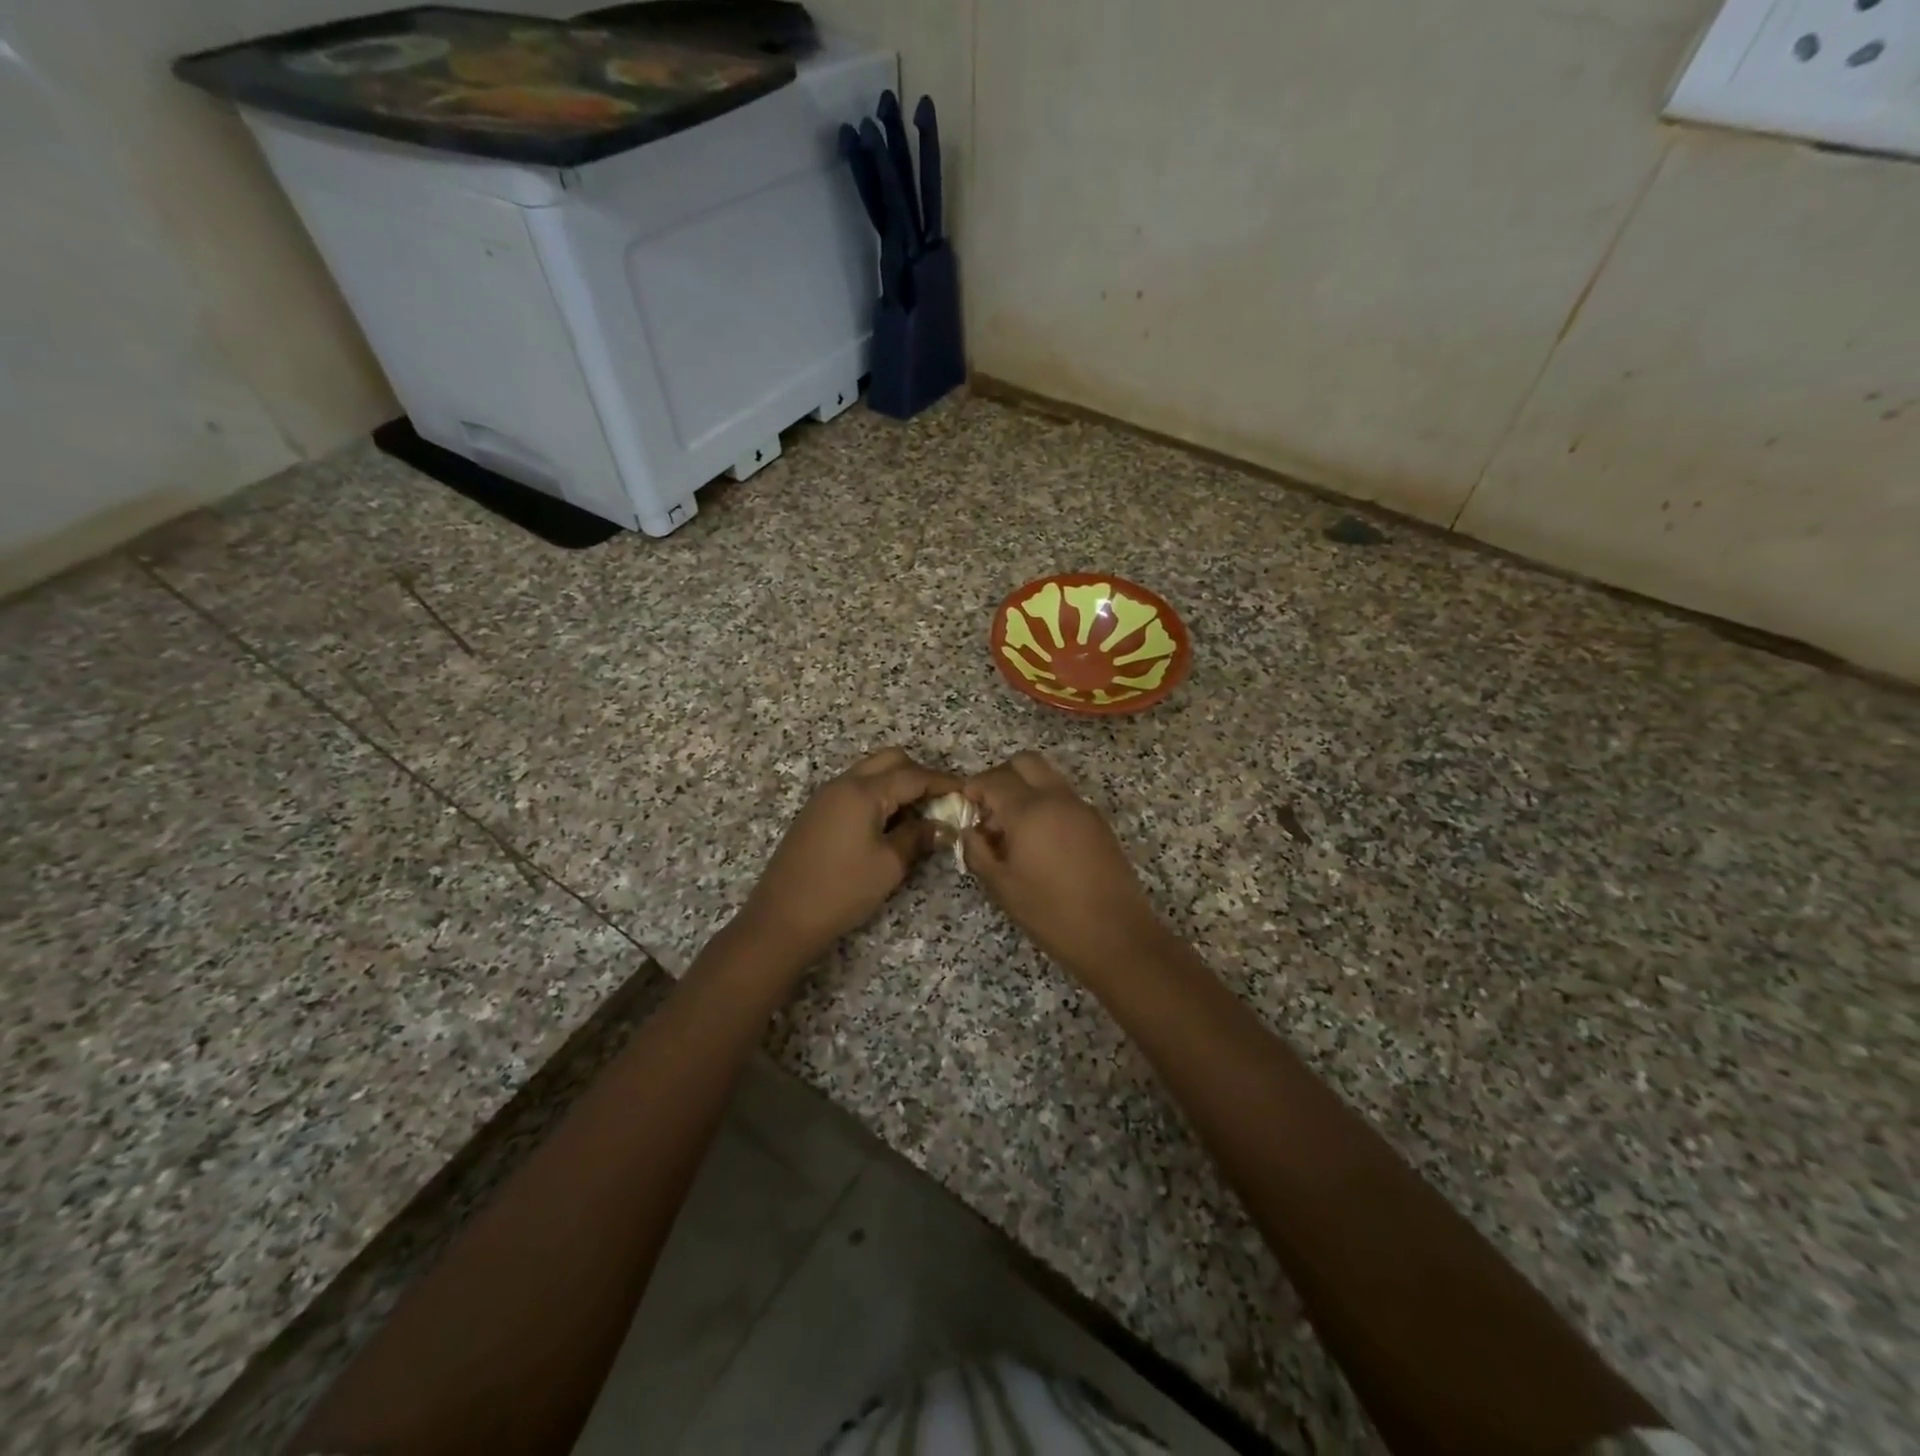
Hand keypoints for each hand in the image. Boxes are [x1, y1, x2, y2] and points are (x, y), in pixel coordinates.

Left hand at [737, 748, 957, 972]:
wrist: (782, 917)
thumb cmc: (842, 890)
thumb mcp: (889, 865)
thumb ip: (918, 837)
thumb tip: (941, 826)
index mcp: (863, 791)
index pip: (913, 776)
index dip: (943, 783)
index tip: (967, 792)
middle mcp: (843, 784)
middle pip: (889, 761)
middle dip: (918, 774)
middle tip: (940, 801)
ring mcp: (826, 796)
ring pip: (870, 772)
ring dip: (896, 784)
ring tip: (917, 814)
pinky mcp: (816, 812)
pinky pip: (854, 789)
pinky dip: (877, 795)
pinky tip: (888, 823)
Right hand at [961, 751, 1164, 975]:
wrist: (1116, 935)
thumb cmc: (1051, 913)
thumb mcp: (1001, 887)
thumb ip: (977, 851)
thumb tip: (970, 831)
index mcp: (1030, 811)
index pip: (994, 780)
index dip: (974, 788)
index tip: (965, 805)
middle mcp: (1058, 798)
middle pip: (1025, 763)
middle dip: (1001, 777)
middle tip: (989, 808)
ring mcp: (1083, 808)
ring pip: (1048, 777)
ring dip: (1025, 789)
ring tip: (1013, 830)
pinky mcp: (1099, 823)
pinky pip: (1065, 798)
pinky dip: (1046, 805)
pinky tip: (1040, 842)